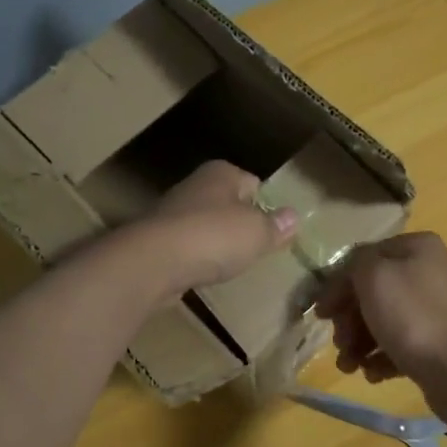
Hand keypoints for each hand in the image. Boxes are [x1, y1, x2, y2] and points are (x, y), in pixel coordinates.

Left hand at [138, 160, 297, 292]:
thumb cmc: (213, 237)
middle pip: (227, 203)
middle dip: (239, 223)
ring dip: (216, 242)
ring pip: (205, 225)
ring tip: (230, 264)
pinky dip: (196, 259)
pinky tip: (203, 274)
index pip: (253, 183)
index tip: (274, 229)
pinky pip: (187, 247)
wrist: (153, 261)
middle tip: (255, 248)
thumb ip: (275, 226)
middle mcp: (195, 185)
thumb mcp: (257, 233)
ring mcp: (171, 213)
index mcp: (221, 173)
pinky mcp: (156, 241)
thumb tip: (293, 217)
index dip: (266, 205)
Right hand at [314, 233, 446, 387]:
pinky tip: (373, 373)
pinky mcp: (439, 342)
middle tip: (340, 343)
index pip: (364, 258)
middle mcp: (430, 272)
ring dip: (359, 342)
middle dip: (349, 320)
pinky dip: (381, 357)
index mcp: (418, 247)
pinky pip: (401, 344)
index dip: (338, 285)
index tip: (321, 314)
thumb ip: (354, 265)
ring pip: (384, 320)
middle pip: (373, 291)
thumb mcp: (373, 276)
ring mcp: (437, 309)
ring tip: (349, 366)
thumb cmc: (412, 317)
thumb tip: (350, 277)